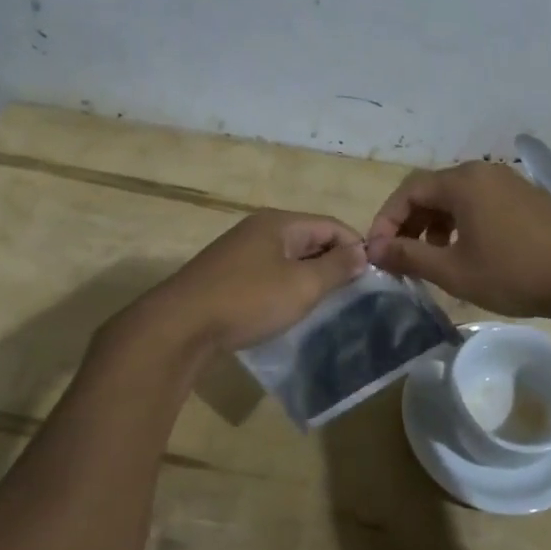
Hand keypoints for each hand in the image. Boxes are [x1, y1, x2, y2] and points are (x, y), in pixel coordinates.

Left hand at [127, 210, 368, 354]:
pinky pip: (267, 273)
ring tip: (324, 304)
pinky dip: (285, 286)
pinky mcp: (225, 275)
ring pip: (288, 258)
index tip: (371, 277)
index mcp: (279, 223)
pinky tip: (288, 309)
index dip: (355, 247)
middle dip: (333, 262)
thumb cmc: (248, 300)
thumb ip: (336, 267)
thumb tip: (362, 253)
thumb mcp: (302, 285)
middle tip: (351, 294)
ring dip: (309, 276)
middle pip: (309, 238)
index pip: (331, 224)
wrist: (179, 327)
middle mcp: (258, 229)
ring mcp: (238, 251)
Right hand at [366, 161, 550, 318]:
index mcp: (462, 182)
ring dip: (435, 224)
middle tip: (400, 256)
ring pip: (457, 197)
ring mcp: (509, 182)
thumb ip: (409, 257)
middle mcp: (483, 172)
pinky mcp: (527, 197)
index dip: (386, 221)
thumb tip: (375, 250)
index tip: (378, 252)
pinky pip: (481, 202)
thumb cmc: (514, 273)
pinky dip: (462, 223)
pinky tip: (467, 251)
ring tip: (432, 257)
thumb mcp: (454, 271)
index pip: (408, 191)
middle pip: (432, 190)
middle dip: (409, 223)